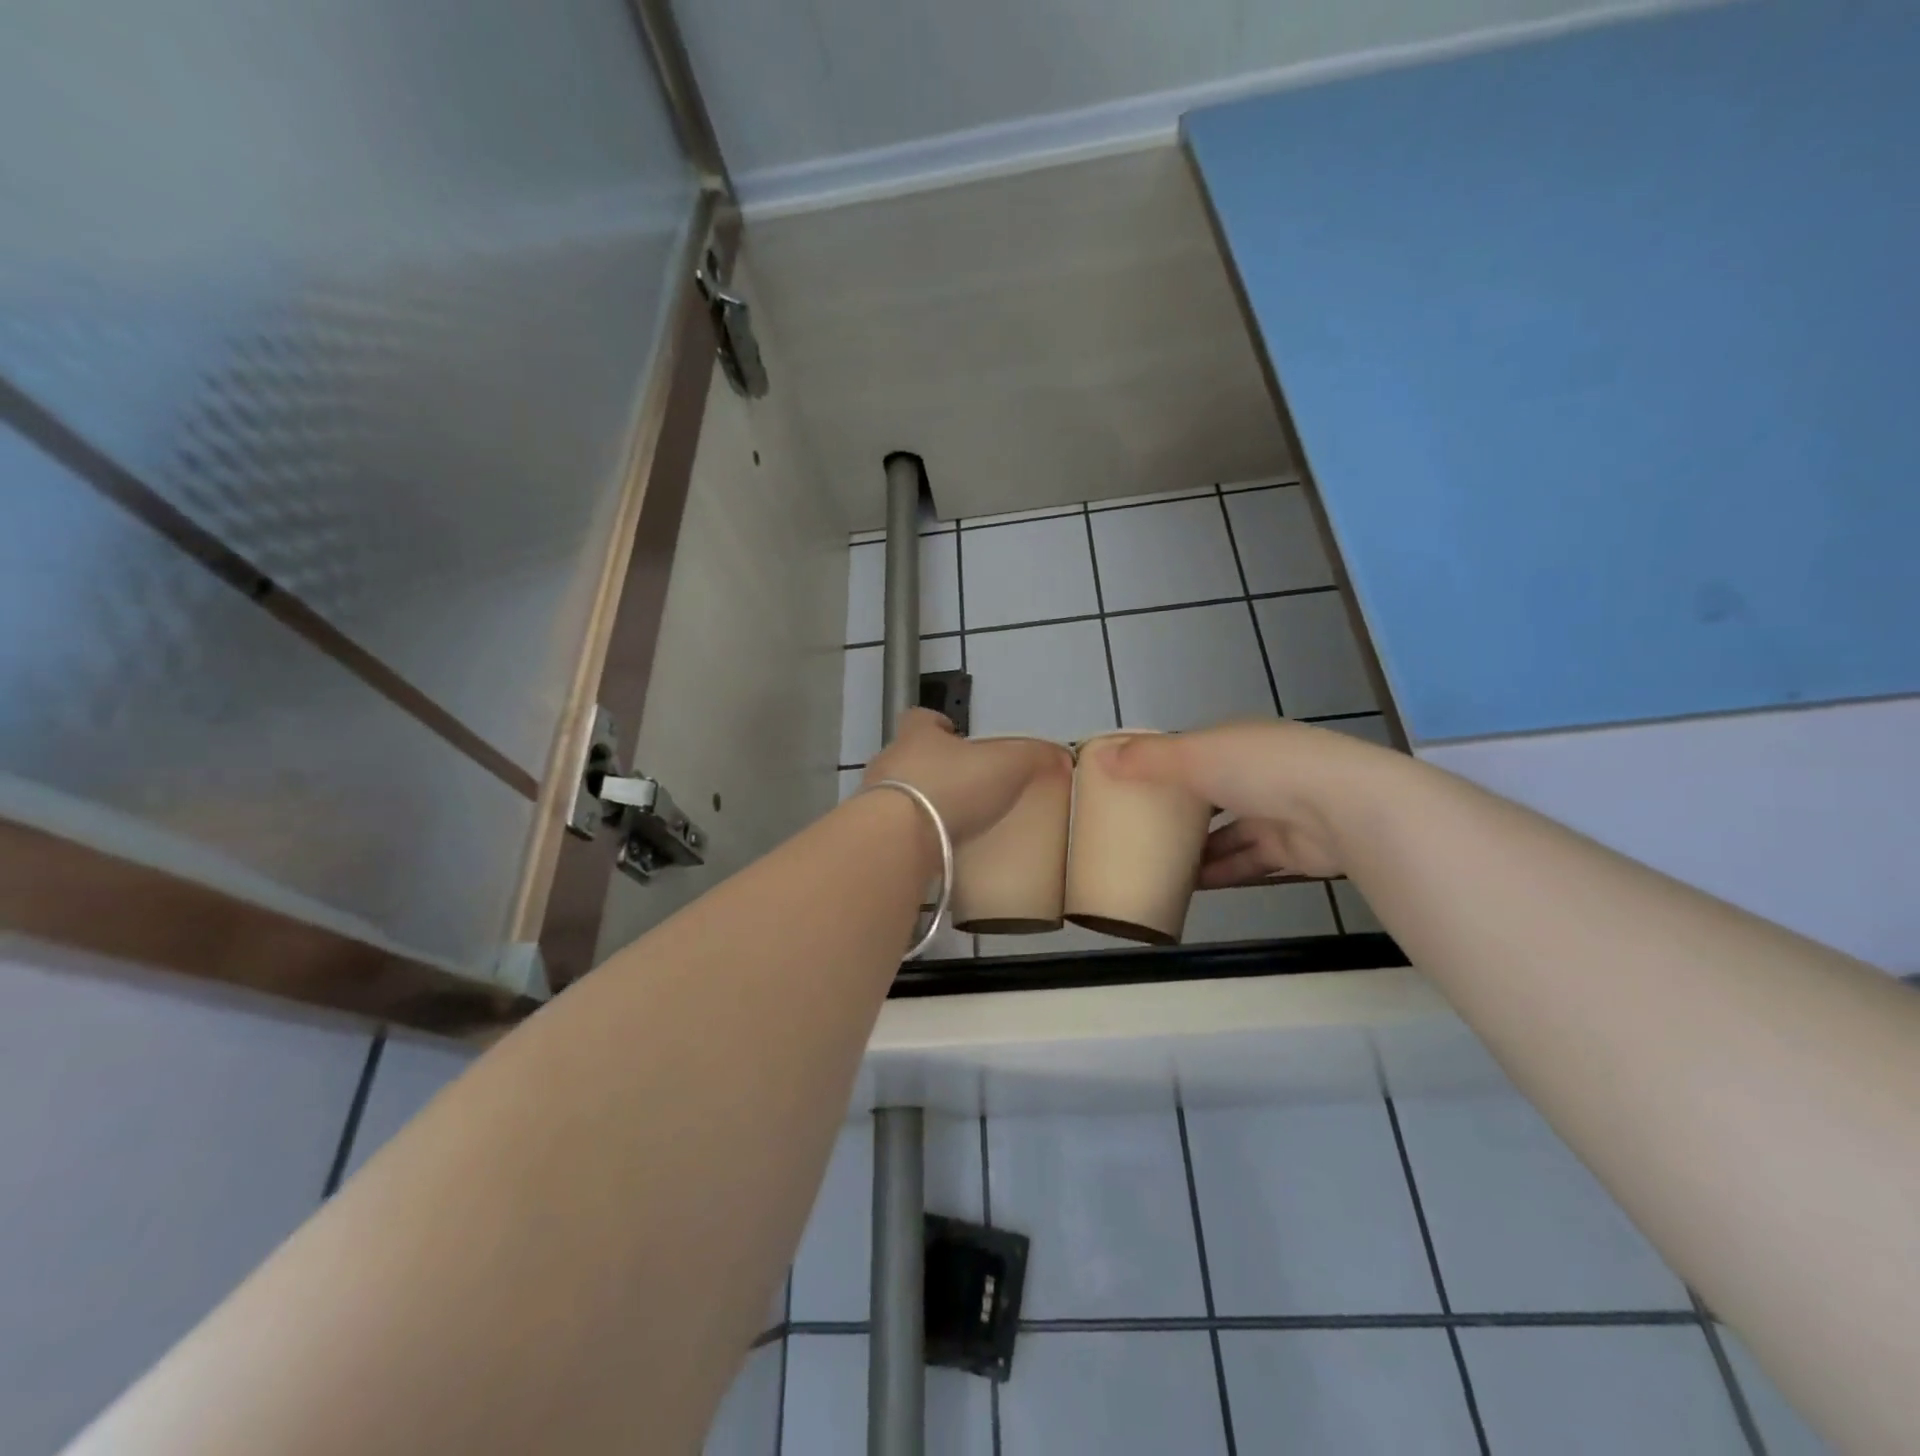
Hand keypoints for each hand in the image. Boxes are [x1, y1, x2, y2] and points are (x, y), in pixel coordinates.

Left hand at [862, 709, 1059, 843]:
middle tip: (960, 784)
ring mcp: (873, 799)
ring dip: (918, 803)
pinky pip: (893, 830)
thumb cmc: (952, 787)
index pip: (921, 718)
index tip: (953, 732)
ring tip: (949, 822)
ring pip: (897, 793)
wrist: (898, 839)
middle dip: (930, 766)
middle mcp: (890, 761)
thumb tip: (1061, 755)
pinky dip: (911, 836)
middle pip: (907, 756)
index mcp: (918, 736)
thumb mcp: (1006, 766)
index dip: (937, 723)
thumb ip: (1033, 757)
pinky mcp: (872, 835)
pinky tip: (933, 851)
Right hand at [1107, 719, 1403, 884]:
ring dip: (1198, 850)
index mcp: (1237, 741)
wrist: (1343, 808)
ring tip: (1156, 866)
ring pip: (1228, 832)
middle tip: (1140, 832)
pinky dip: (1221, 872)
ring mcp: (1279, 810)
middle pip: (1211, 793)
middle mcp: (1260, 771)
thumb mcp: (1193, 756)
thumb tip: (1100, 756)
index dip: (1164, 766)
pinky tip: (1189, 888)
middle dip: (1180, 813)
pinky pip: (1247, 861)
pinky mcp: (1292, 849)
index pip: (1194, 751)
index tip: (1133, 787)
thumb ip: (1147, 759)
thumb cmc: (1260, 769)